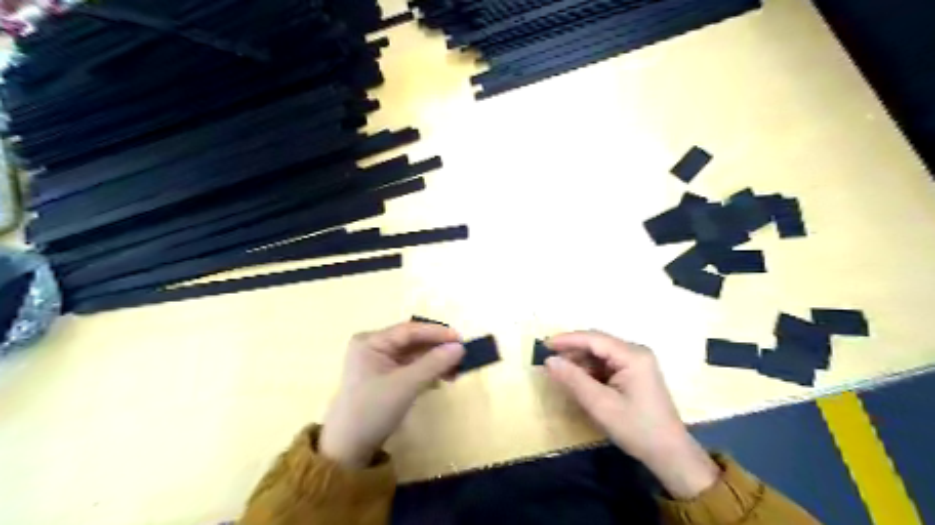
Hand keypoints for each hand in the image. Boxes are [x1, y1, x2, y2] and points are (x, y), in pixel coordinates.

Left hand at [320, 322, 465, 469]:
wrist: (347, 450)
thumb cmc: (372, 411)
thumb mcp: (406, 385)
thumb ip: (433, 363)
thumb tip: (460, 347)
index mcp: (371, 341)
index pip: (409, 330)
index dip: (436, 333)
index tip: (461, 339)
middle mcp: (373, 346)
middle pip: (412, 341)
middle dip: (437, 349)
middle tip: (461, 356)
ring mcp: (377, 361)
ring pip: (413, 354)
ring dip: (434, 361)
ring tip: (455, 371)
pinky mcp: (383, 376)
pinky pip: (409, 366)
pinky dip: (425, 371)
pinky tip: (441, 379)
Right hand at [546, 331, 718, 498]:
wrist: (670, 454)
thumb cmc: (637, 428)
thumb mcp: (601, 405)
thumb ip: (574, 379)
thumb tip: (549, 361)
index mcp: (632, 356)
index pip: (594, 338)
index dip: (567, 340)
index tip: (544, 345)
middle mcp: (635, 353)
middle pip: (597, 343)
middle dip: (572, 350)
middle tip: (549, 360)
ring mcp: (637, 363)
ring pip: (601, 354)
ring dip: (580, 361)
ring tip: (560, 372)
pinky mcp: (635, 374)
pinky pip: (607, 365)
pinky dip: (590, 371)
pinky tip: (578, 380)